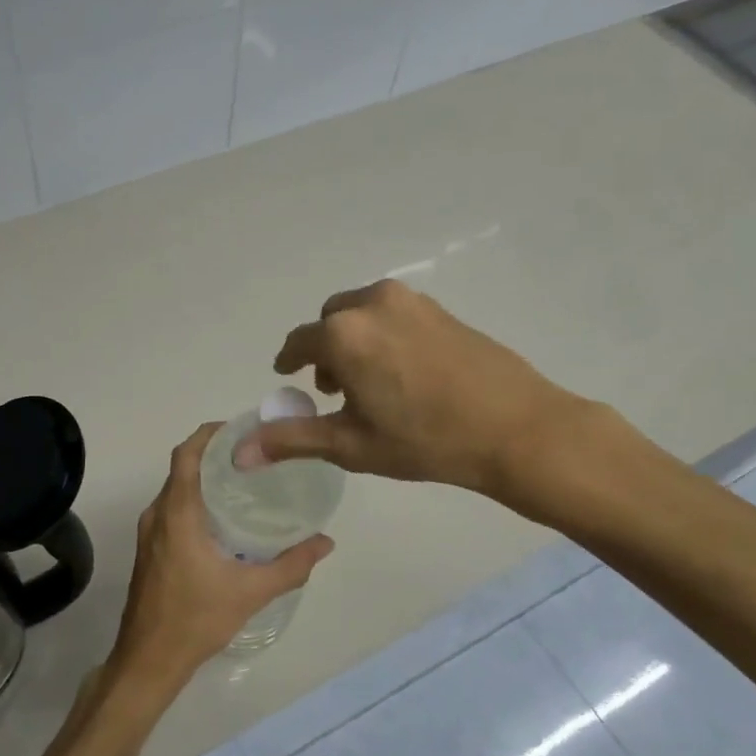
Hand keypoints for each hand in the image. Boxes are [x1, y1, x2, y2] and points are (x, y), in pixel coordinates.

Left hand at [108, 423, 333, 697]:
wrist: (149, 659)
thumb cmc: (196, 619)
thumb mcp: (251, 591)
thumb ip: (292, 565)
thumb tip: (326, 542)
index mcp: (177, 514)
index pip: (187, 454)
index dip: (211, 433)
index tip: (242, 428)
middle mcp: (157, 515)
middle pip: (183, 468)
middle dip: (214, 453)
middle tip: (255, 454)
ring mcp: (149, 533)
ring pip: (176, 490)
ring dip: (204, 478)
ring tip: (245, 480)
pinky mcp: (149, 549)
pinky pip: (172, 509)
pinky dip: (195, 500)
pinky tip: (224, 518)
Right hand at [242, 280, 618, 515]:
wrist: (516, 428)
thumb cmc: (425, 440)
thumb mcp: (351, 444)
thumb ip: (292, 439)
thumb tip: (239, 453)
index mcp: (343, 333)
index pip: (298, 344)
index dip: (288, 362)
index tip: (287, 376)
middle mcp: (372, 304)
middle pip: (330, 323)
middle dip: (324, 352)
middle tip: (333, 391)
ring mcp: (412, 302)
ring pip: (362, 315)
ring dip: (354, 342)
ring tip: (369, 384)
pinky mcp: (441, 309)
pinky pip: (393, 315)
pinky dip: (383, 336)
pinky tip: (403, 374)